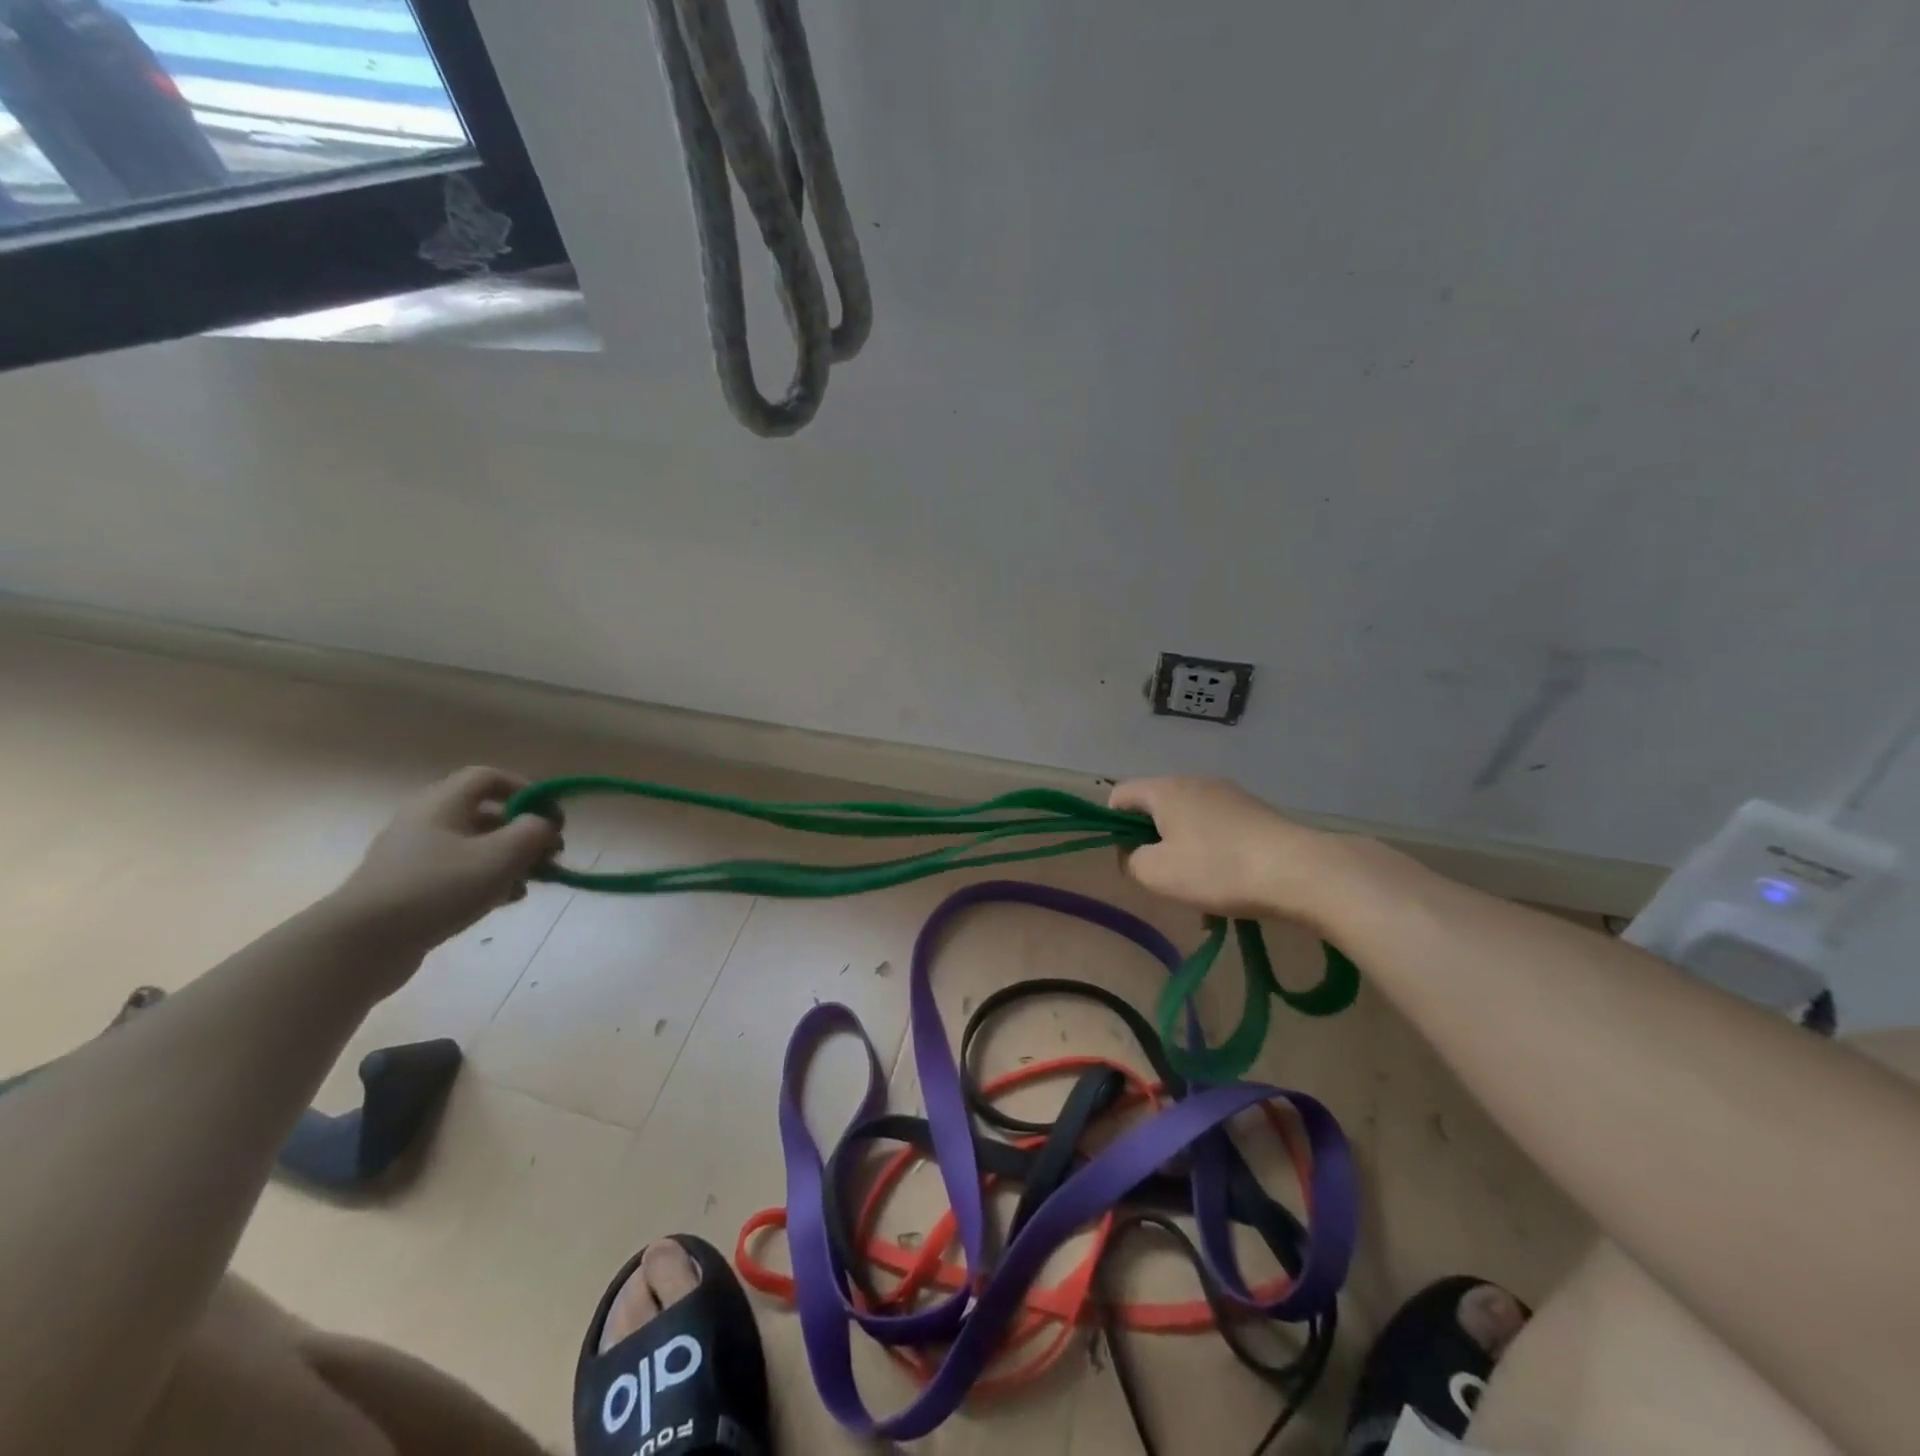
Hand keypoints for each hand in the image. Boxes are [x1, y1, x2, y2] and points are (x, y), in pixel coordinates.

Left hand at [332, 767, 562, 960]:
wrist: (360, 945)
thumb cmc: (437, 888)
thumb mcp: (501, 856)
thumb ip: (533, 832)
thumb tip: (544, 825)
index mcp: (442, 804)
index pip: (488, 777)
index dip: (525, 789)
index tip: (551, 816)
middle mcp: (425, 822)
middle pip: (485, 814)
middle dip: (523, 832)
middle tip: (548, 855)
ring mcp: (414, 857)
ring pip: (475, 846)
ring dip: (509, 860)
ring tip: (529, 883)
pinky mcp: (410, 888)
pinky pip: (459, 873)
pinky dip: (487, 880)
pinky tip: (503, 901)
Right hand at [1109, 776, 1338, 921]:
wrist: (1301, 871)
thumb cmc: (1218, 868)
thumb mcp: (1157, 873)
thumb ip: (1132, 861)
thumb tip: (1136, 854)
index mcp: (1165, 789)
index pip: (1120, 794)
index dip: (1114, 826)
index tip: (1131, 858)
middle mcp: (1195, 782)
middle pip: (1156, 808)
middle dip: (1154, 843)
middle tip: (1166, 878)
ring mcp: (1230, 795)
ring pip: (1189, 822)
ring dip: (1185, 853)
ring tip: (1202, 892)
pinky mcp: (1256, 812)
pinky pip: (1218, 830)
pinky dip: (1214, 854)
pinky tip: (1230, 886)